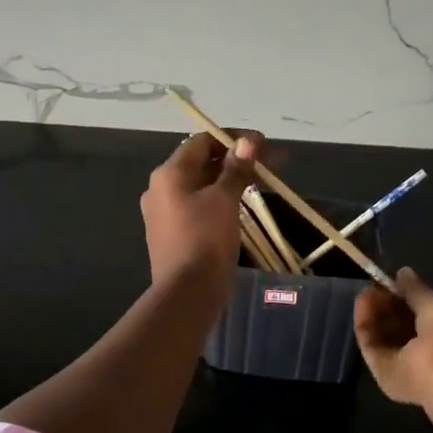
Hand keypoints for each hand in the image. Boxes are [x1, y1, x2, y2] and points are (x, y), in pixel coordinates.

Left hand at [140, 130, 261, 292]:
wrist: (187, 293)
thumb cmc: (205, 239)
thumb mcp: (225, 200)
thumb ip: (236, 169)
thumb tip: (247, 142)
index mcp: (169, 174)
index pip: (202, 141)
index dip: (234, 138)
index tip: (263, 145)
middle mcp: (160, 188)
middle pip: (202, 163)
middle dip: (237, 160)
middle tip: (271, 165)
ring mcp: (164, 213)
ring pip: (201, 186)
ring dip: (230, 180)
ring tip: (261, 183)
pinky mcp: (172, 233)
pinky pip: (198, 206)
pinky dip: (220, 200)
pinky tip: (241, 205)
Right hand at [354, 268, 432, 405]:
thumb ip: (417, 290)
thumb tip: (403, 273)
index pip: (424, 315)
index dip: (408, 297)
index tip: (395, 280)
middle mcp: (429, 352)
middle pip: (401, 326)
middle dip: (388, 304)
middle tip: (376, 285)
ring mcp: (407, 365)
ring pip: (385, 335)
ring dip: (375, 312)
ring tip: (368, 291)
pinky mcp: (385, 373)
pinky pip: (373, 344)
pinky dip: (366, 323)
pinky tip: (363, 301)